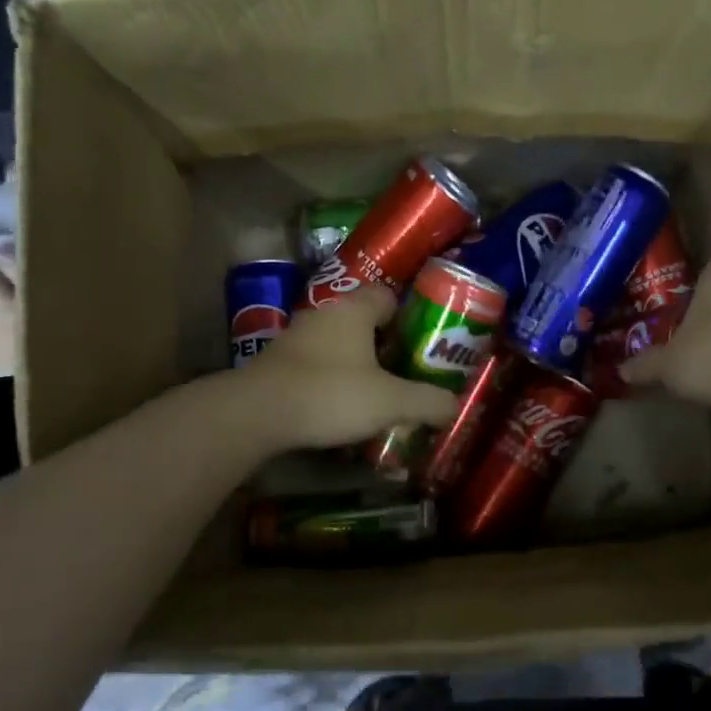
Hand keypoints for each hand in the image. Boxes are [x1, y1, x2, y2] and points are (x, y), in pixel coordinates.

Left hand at [237, 284, 458, 450]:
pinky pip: (314, 365)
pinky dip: (330, 380)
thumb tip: (454, 407)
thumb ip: (427, 402)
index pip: (387, 296)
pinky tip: (339, 407)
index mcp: (354, 310)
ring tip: (375, 393)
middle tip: (404, 372)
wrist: (256, 414)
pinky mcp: (276, 364)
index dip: (408, 316)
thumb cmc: (331, 393)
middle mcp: (323, 315)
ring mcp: (295, 338)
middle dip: (384, 345)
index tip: (421, 342)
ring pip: (336, 344)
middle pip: (362, 321)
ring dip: (355, 364)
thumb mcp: (391, 402)